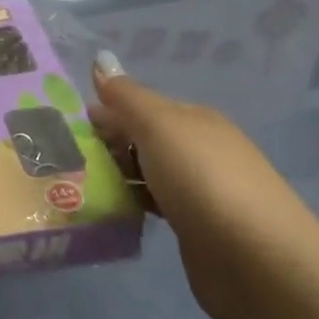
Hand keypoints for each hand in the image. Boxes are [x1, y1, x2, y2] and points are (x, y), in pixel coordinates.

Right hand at [89, 53, 318, 318]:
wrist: (255, 259)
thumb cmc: (202, 179)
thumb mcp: (159, 126)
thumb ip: (126, 97)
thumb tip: (100, 59)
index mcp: (194, 120)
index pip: (141, 105)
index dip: (106, 111)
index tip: (66, 127)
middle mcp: (199, 150)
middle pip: (142, 139)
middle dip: (106, 144)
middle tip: (63, 157)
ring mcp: (199, 191)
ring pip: (146, 173)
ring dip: (115, 176)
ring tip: (74, 185)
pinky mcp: (195, 228)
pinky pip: (152, 205)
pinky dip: (130, 204)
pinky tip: (106, 211)